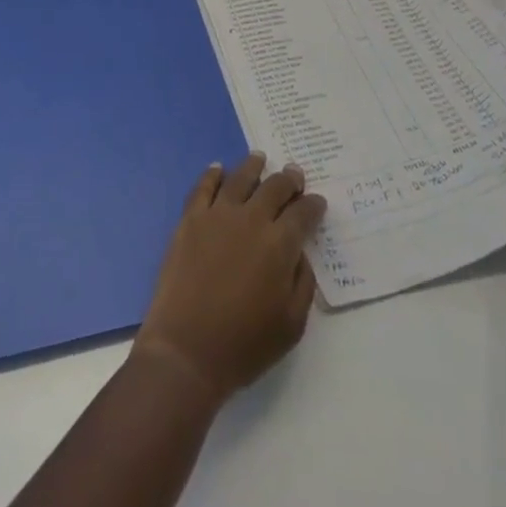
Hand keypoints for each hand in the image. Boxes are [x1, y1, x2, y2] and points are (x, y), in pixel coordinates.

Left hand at [132, 154, 326, 403]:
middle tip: (295, 174)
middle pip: (274, 188)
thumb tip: (299, 252)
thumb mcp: (292, 325)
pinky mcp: (191, 218)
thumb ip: (302, 282)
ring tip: (260, 158)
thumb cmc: (245, 344)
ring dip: (254, 166)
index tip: (318, 202)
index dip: (313, 206)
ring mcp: (217, 214)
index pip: (303, 214)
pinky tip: (218, 168)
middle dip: (289, 180)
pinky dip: (213, 174)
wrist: (187, 349)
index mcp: (279, 245)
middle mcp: (251, 219)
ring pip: (240, 178)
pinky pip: (203, 186)